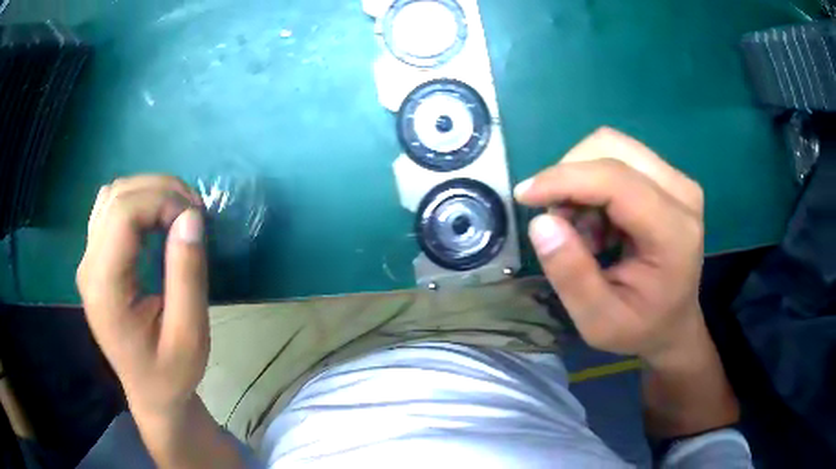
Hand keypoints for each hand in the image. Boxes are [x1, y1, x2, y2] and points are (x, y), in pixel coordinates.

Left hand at [77, 175, 208, 415]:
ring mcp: (88, 261)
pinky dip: (137, 202)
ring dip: (148, 192)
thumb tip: (191, 217)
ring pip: (112, 196)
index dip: (162, 201)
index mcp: (105, 287)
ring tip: (177, 213)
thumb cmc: (171, 372)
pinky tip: (156, 221)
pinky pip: (110, 209)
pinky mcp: (94, 259)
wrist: (150, 393)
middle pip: (117, 196)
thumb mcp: (190, 334)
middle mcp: (88, 266)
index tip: (196, 219)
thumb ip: (187, 275)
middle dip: (160, 191)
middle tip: (193, 213)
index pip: (123, 214)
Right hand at [514, 128, 704, 361]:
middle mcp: (681, 193)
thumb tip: (541, 221)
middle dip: (570, 176)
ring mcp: (677, 181)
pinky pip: (618, 158)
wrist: (674, 323)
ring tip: (579, 228)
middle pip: (611, 147)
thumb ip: (572, 275)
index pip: (615, 180)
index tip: (523, 196)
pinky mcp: (668, 178)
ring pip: (611, 146)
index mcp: (674, 233)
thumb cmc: (640, 328)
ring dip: (580, 180)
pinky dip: (592, 184)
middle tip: (557, 221)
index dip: (563, 179)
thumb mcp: (598, 321)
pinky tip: (596, 223)